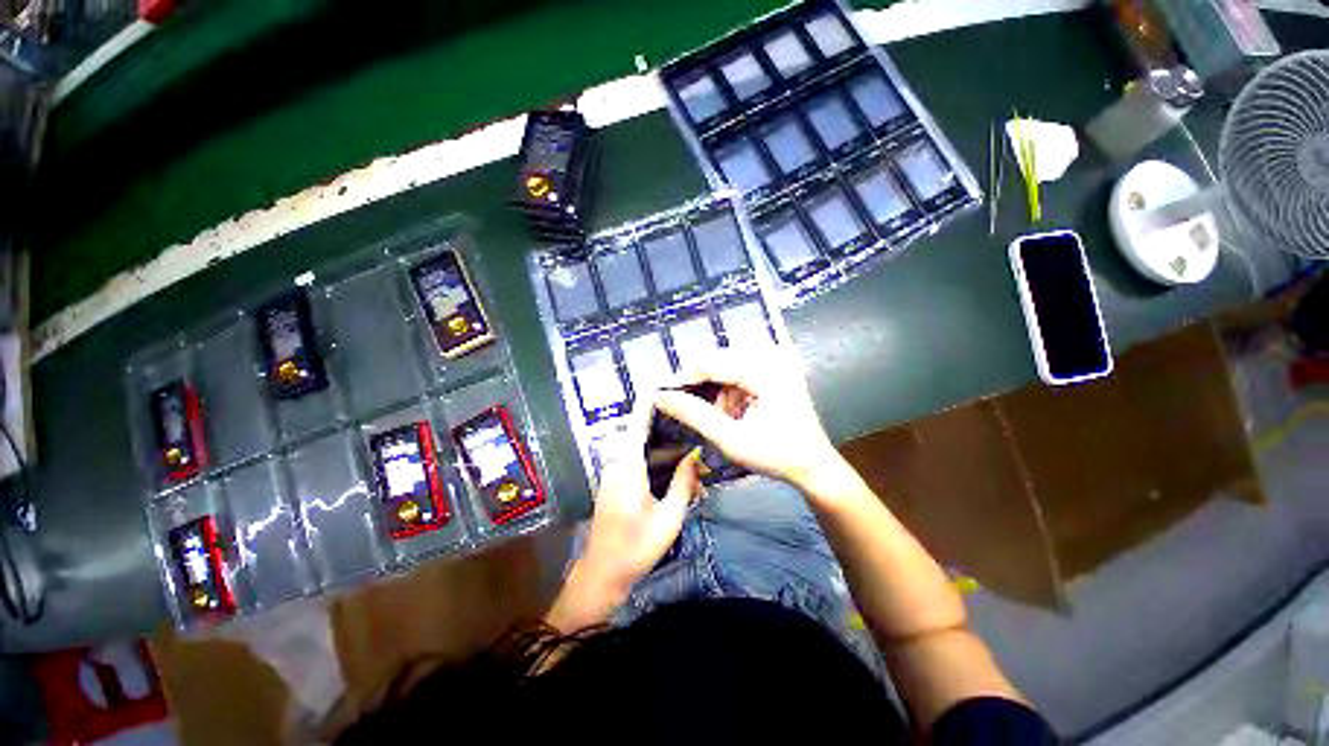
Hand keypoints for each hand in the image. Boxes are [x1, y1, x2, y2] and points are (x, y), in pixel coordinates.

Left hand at [546, 402, 699, 632]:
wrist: (603, 573)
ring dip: (660, 440)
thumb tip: (695, 454)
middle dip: (663, 419)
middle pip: (640, 430)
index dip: (648, 402)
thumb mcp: (669, 518)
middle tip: (690, 413)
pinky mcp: (614, 481)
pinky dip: (654, 454)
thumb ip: (683, 483)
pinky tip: (674, 461)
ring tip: (688, 436)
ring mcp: (613, 472)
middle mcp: (617, 463)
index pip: (637, 424)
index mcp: (628, 467)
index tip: (663, 383)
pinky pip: (635, 458)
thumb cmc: (637, 548)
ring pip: (638, 445)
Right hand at [655, 348, 841, 490]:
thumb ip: (694, 415)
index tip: (668, 401)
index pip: (709, 362)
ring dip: (718, 391)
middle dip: (703, 387)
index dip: (684, 380)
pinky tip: (737, 412)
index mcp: (763, 370)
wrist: (815, 467)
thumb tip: (661, 398)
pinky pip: (741, 372)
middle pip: (718, 361)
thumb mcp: (731, 439)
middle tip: (698, 415)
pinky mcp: (777, 370)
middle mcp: (771, 357)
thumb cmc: (776, 455)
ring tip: (725, 419)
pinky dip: (732, 392)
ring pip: (728, 367)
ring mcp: (776, 362)